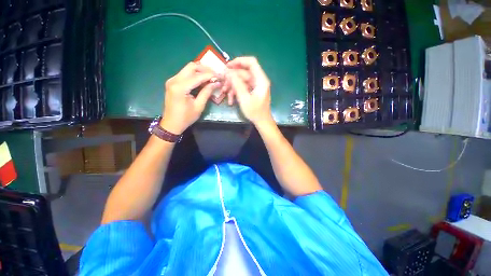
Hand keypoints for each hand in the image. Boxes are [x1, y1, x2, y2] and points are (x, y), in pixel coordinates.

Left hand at [161, 62, 218, 133]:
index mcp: (180, 87)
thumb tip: (216, 83)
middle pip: (191, 67)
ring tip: (211, 77)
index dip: (210, 75)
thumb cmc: (186, 117)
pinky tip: (202, 80)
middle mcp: (174, 80)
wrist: (171, 124)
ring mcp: (172, 80)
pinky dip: (195, 75)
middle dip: (205, 69)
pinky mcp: (173, 83)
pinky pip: (185, 74)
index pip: (198, 76)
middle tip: (215, 75)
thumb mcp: (199, 106)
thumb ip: (207, 92)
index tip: (220, 76)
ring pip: (188, 69)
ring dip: (200, 71)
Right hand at [224, 57, 272, 123]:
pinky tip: (231, 100)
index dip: (239, 61)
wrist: (262, 122)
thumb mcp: (244, 99)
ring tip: (224, 93)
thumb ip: (237, 84)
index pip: (251, 62)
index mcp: (261, 80)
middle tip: (222, 83)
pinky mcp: (252, 91)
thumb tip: (228, 72)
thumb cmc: (255, 112)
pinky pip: (243, 87)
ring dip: (232, 86)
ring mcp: (255, 86)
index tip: (228, 66)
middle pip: (243, 72)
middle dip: (232, 78)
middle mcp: (259, 80)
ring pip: (241, 80)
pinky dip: (236, 92)